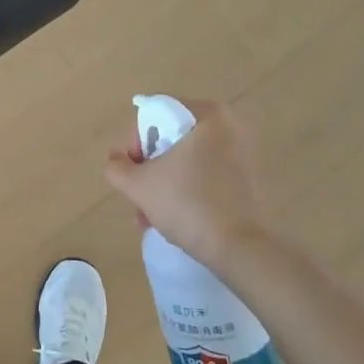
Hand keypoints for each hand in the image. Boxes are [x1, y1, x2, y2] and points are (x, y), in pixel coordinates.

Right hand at [103, 99, 275, 266]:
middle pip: (171, 140)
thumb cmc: (187, 204)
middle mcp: (230, 127)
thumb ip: (116, 167)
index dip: (136, 141)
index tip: (132, 170)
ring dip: (163, 184)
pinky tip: (170, 219)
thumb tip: (115, 160)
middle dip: (149, 168)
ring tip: (148, 216)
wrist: (240, 248)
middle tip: (138, 195)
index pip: (156, 114)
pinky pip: (205, 176)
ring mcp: (243, 154)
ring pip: (186, 161)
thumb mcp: (137, 185)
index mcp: (208, 115)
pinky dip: (185, 191)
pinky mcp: (248, 180)